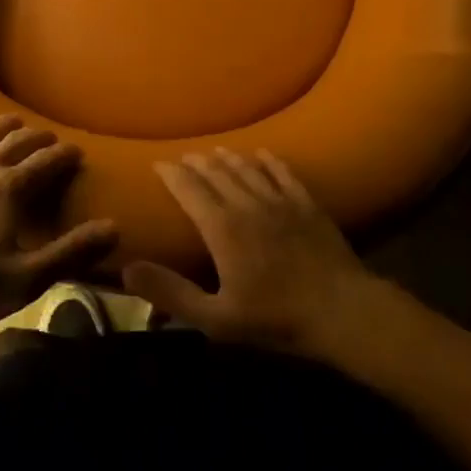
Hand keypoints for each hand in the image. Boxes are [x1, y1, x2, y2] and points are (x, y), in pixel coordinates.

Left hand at [0, 97, 117, 330]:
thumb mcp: (25, 279)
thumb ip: (70, 251)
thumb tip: (114, 227)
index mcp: (11, 189)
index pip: (46, 163)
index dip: (64, 156)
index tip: (77, 152)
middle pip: (17, 143)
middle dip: (38, 140)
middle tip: (50, 140)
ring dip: (2, 125)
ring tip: (15, 120)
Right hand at [122, 149, 378, 354]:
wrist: (342, 312)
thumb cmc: (276, 319)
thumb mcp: (217, 318)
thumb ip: (172, 293)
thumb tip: (128, 268)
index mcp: (222, 226)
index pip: (189, 189)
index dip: (172, 174)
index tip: (158, 164)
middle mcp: (246, 202)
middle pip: (216, 173)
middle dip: (196, 163)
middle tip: (184, 157)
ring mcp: (279, 200)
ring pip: (247, 168)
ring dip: (228, 158)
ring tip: (215, 151)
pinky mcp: (306, 204)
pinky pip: (282, 173)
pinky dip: (269, 161)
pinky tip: (262, 154)